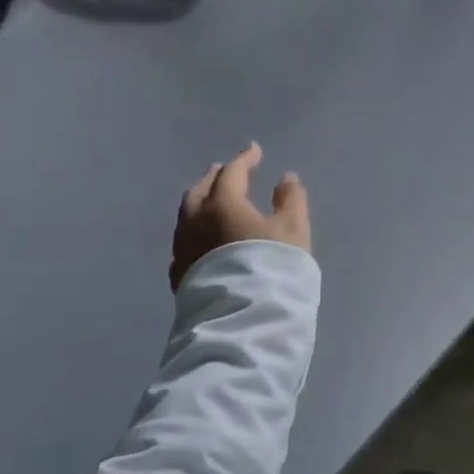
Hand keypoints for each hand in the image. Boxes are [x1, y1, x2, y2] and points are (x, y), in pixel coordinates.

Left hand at [171, 143, 311, 288]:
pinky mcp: (179, 276)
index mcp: (223, 204)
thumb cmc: (271, 267)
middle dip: (214, 177)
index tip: (255, 150)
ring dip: (201, 201)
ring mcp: (183, 250)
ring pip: (187, 216)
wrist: (241, 323)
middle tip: (225, 170)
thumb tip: (285, 178)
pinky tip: (203, 238)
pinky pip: (185, 241)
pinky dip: (195, 229)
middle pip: (200, 190)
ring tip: (212, 200)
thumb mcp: (293, 230)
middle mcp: (196, 222)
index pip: (232, 173)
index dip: (245, 159)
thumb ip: (290, 200)